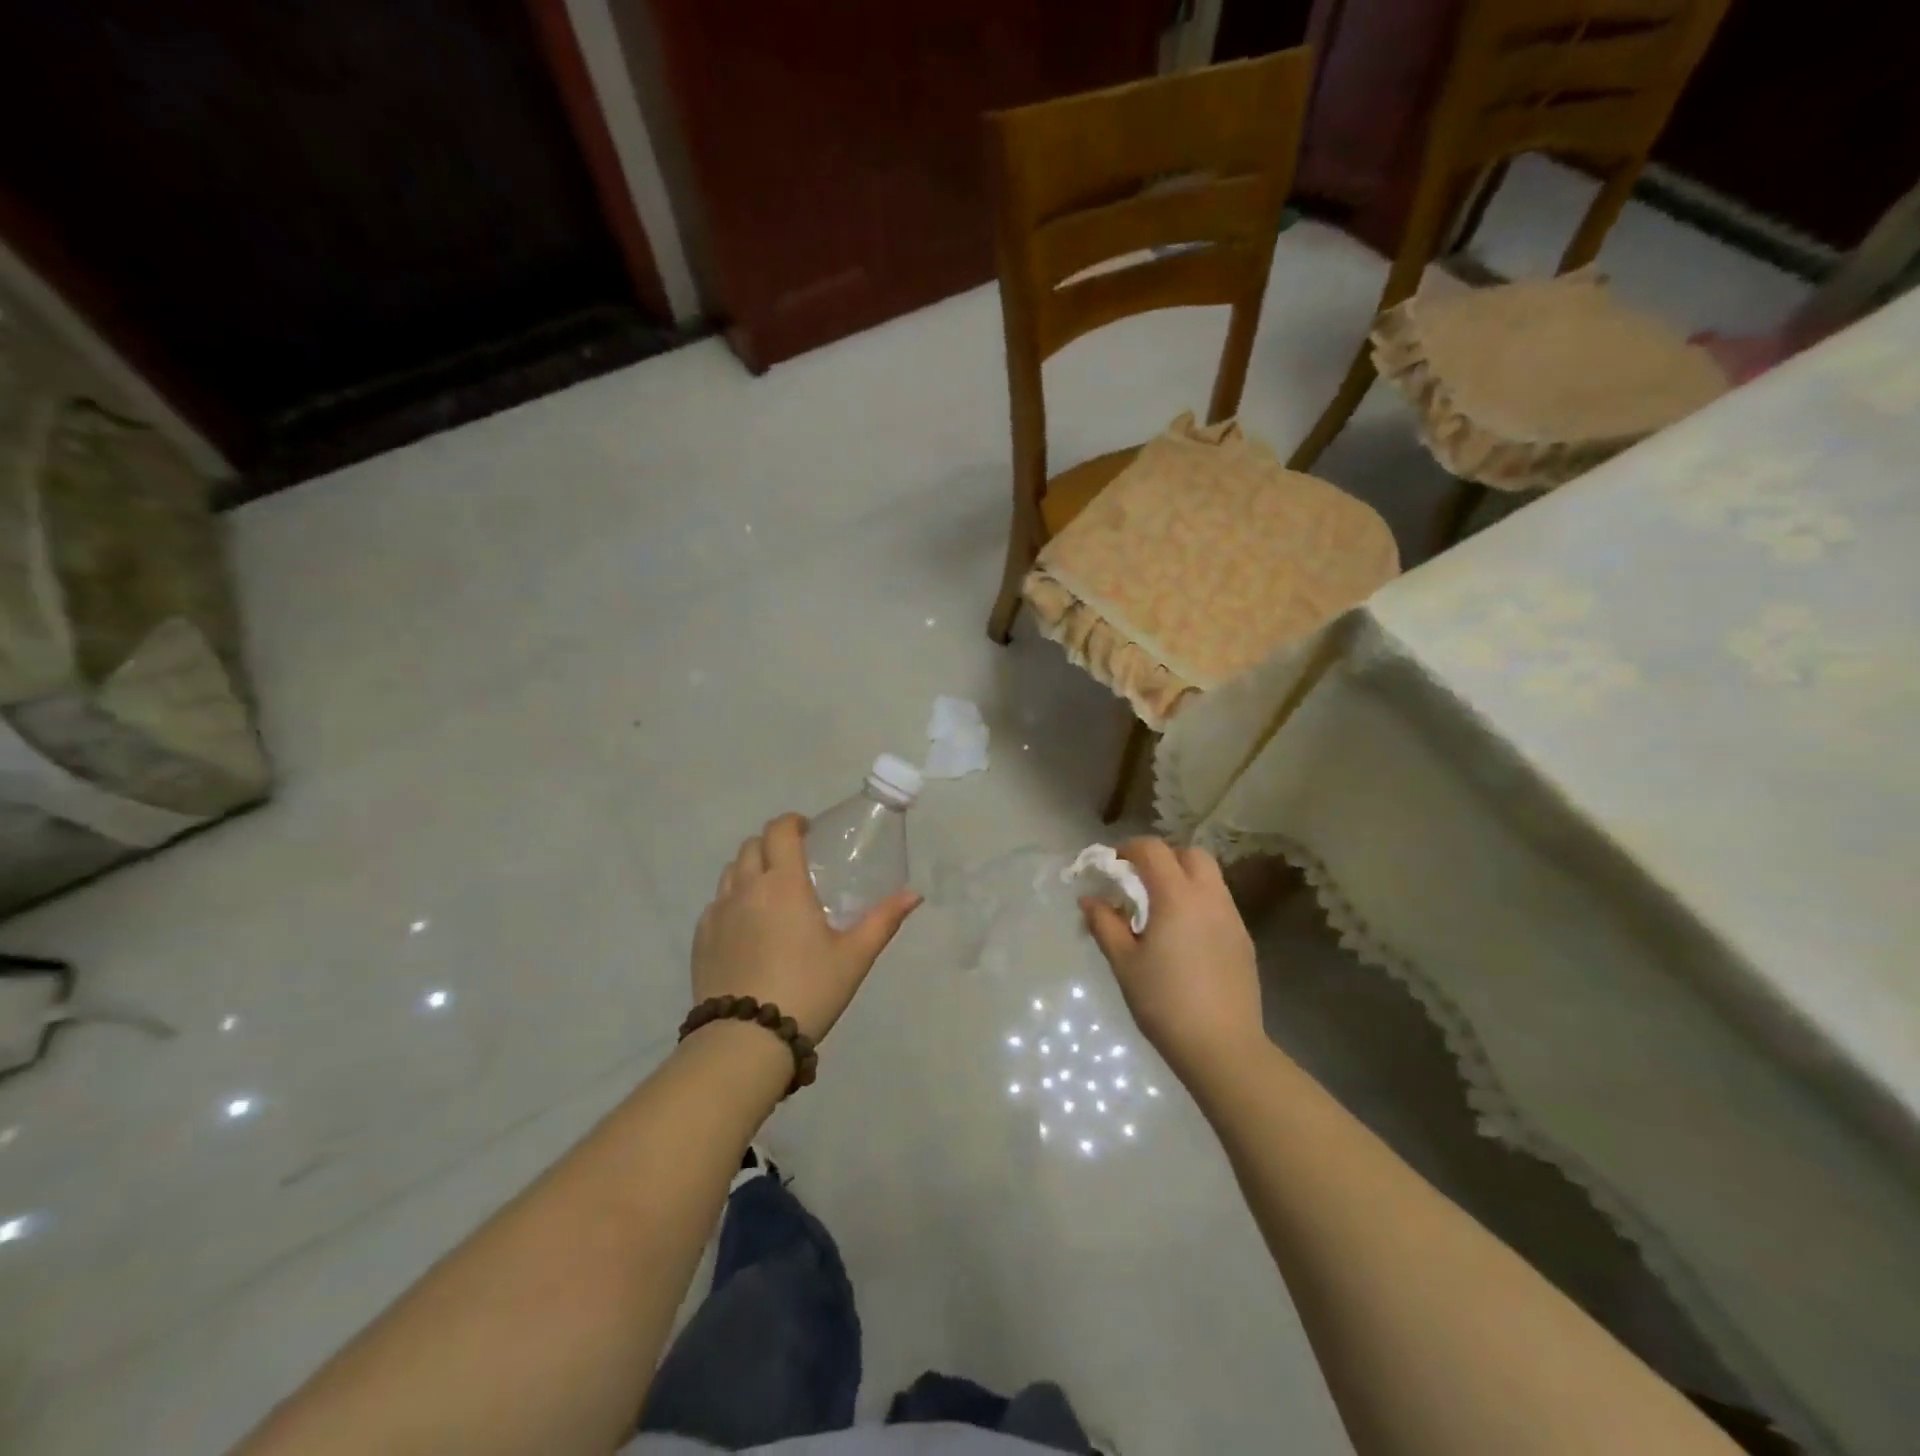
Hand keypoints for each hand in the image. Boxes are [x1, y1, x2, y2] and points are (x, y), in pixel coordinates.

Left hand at [692, 814, 920, 1041]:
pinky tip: (748, 929)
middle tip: (794, 863)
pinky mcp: (701, 939)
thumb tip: (914, 894)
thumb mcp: (854, 957)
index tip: (807, 831)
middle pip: (751, 846)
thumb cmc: (808, 990)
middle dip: (772, 844)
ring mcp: (717, 913)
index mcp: (783, 884)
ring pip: (730, 873)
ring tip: (770, 894)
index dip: (792, 822)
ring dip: (750, 870)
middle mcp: (746, 888)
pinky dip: (733, 901)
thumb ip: (883, 920)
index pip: (779, 830)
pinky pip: (716, 904)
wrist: (745, 1040)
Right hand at [1080, 839, 1263, 1083]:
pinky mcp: (1244, 940)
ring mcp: (1232, 918)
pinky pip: (1220, 903)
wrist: (1223, 1047)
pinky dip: (1199, 902)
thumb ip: (1105, 924)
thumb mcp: (1124, 963)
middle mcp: (1210, 897)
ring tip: (1161, 909)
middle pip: (1190, 854)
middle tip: (1139, 882)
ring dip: (1183, 878)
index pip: (1153, 850)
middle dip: (1163, 858)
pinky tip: (1184, 935)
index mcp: (1177, 896)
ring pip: (1210, 877)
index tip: (1112, 867)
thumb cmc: (1165, 1002)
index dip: (1129, 849)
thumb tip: (1089, 899)